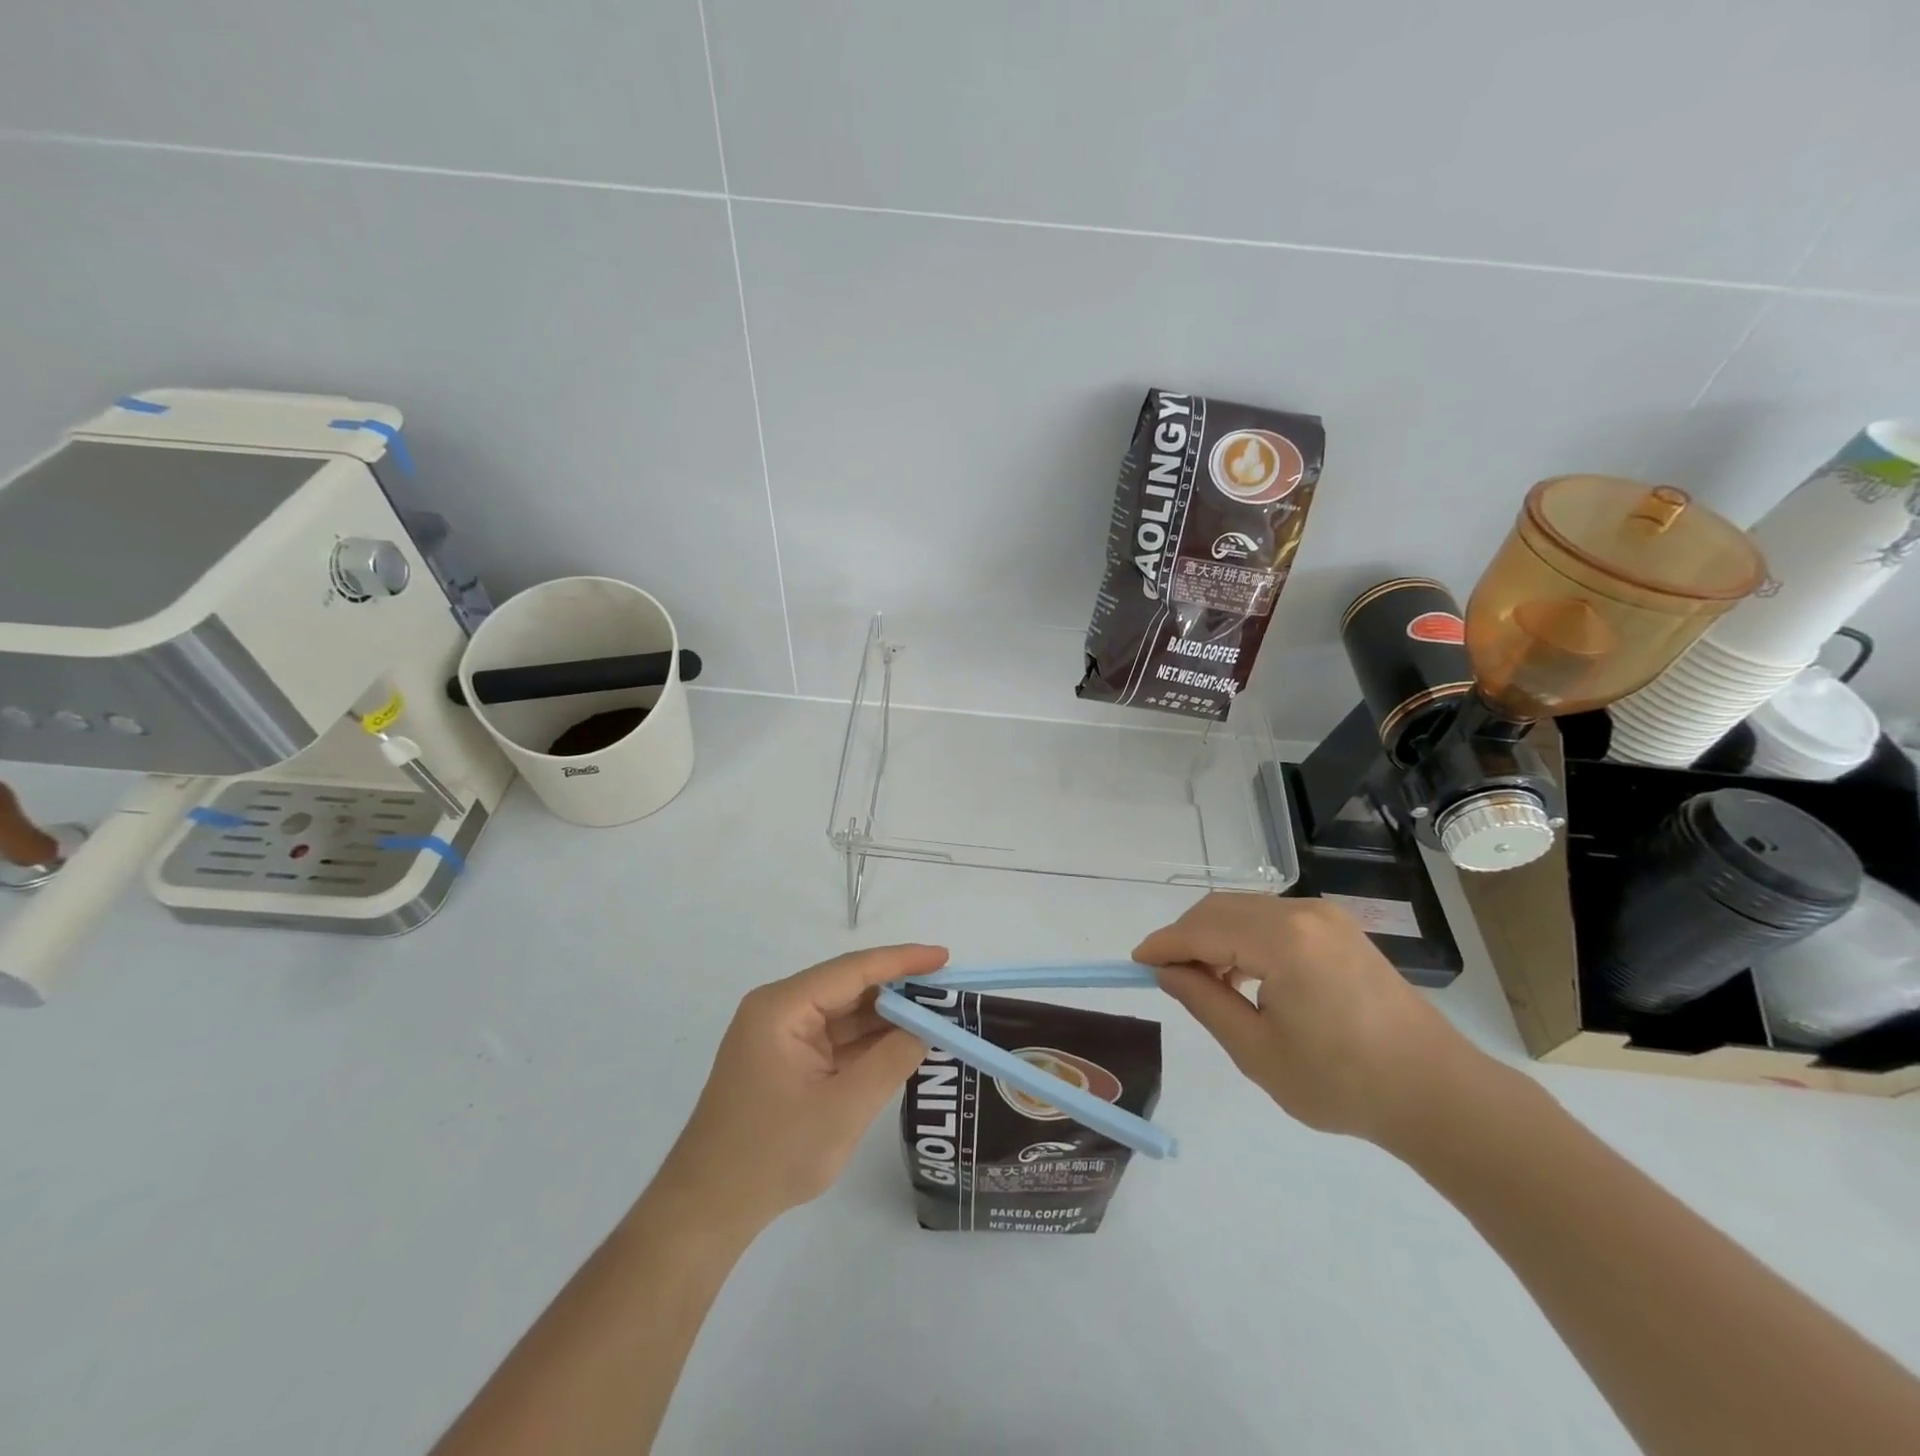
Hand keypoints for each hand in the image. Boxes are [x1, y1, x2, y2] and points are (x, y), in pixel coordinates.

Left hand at [653, 945, 944, 1228]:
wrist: (707, 1211)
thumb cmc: (772, 1155)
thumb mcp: (843, 1108)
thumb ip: (891, 1061)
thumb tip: (927, 1027)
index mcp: (783, 1008)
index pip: (852, 970)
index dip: (902, 961)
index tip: (944, 958)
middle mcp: (780, 1010)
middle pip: (848, 988)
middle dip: (898, 990)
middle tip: (947, 993)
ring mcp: (781, 1037)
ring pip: (844, 1014)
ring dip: (886, 1018)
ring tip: (936, 1016)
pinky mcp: (786, 1061)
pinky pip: (835, 1040)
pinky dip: (868, 1042)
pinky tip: (903, 1043)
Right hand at [1134, 895, 1480, 1146]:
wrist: (1436, 1093)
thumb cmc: (1342, 1083)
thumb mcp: (1258, 1051)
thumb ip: (1205, 1001)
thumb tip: (1168, 972)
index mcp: (1282, 940)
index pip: (1202, 930)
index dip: (1164, 944)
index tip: (1135, 962)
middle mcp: (1301, 913)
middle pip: (1220, 909)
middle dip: (1186, 936)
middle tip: (1167, 976)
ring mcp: (1324, 916)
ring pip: (1244, 909)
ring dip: (1214, 936)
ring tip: (1205, 982)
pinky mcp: (1338, 928)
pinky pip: (1272, 918)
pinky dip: (1244, 937)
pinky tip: (1244, 974)